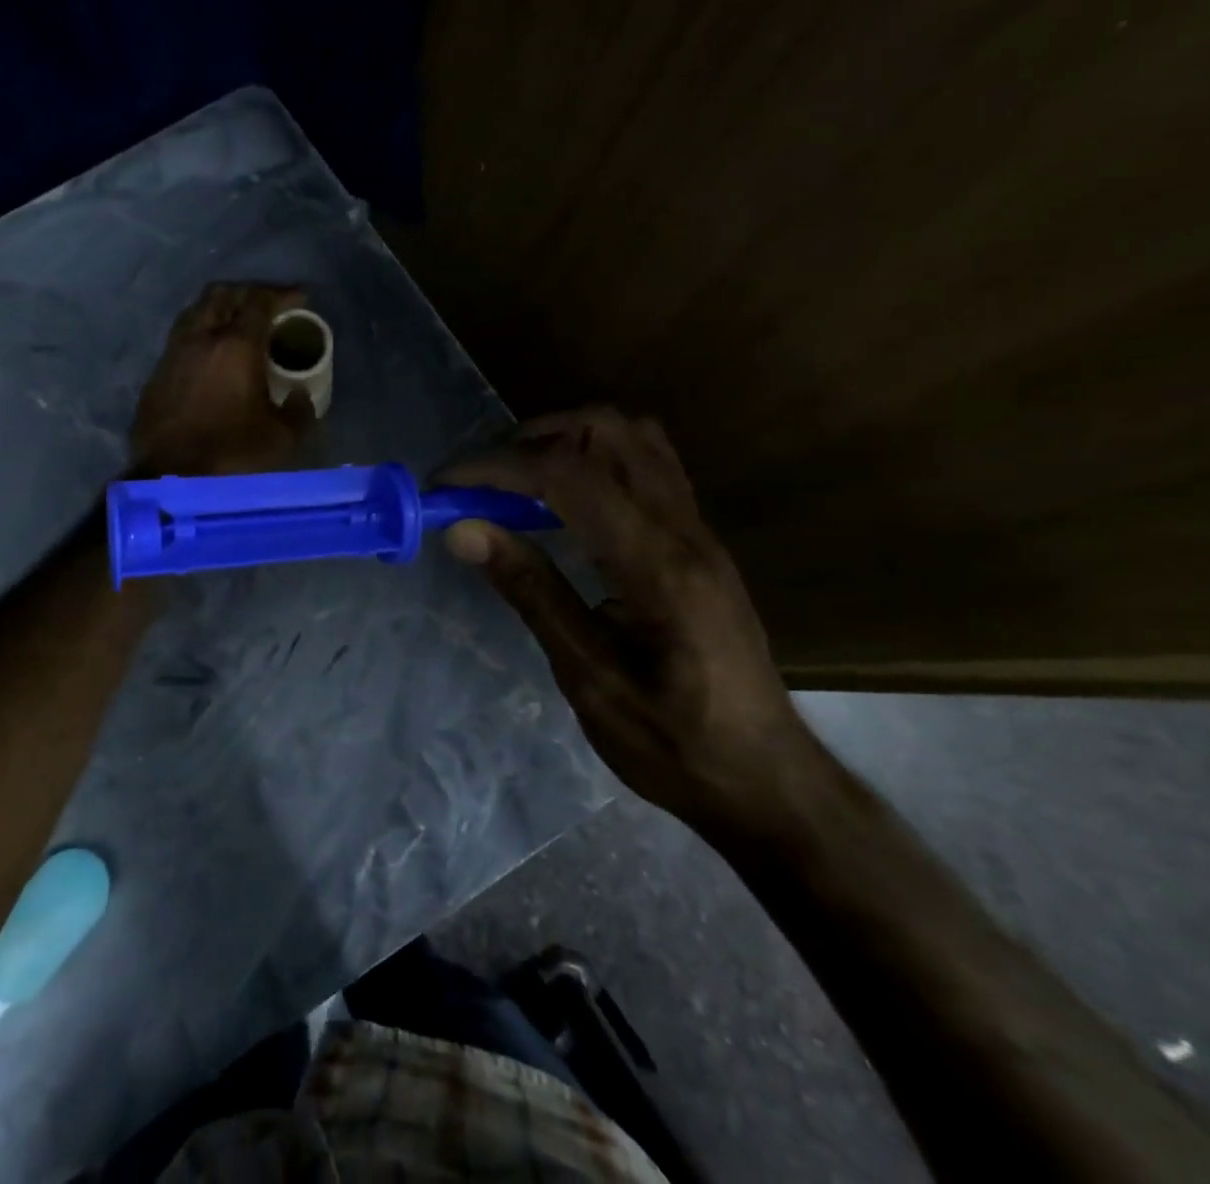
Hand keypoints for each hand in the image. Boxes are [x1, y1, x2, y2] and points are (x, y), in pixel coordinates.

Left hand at [131, 283, 315, 477]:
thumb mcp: (281, 439)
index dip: (282, 293)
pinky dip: (201, 335)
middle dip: (248, 292)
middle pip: (222, 294)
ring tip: (238, 324)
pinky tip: (211, 356)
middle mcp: (200, 339)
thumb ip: (299, 412)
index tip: (300, 296)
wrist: (169, 481)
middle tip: (268, 306)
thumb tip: (300, 397)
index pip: (259, 301)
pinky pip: (181, 339)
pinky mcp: (155, 376)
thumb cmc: (231, 455)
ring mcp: (172, 355)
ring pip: (196, 312)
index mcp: (235, 345)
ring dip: (220, 309)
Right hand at [439, 407, 825, 836]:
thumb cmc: (673, 743)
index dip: (496, 468)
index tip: (444, 486)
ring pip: (633, 437)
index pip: (567, 476)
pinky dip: (592, 461)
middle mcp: (685, 529)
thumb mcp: (588, 678)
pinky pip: (645, 465)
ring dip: (565, 440)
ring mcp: (699, 530)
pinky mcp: (699, 540)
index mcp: (657, 566)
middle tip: (485, 481)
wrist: (765, 779)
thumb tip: (464, 530)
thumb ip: (531, 592)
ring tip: (517, 485)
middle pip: (609, 429)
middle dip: (533, 437)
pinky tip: (562, 506)